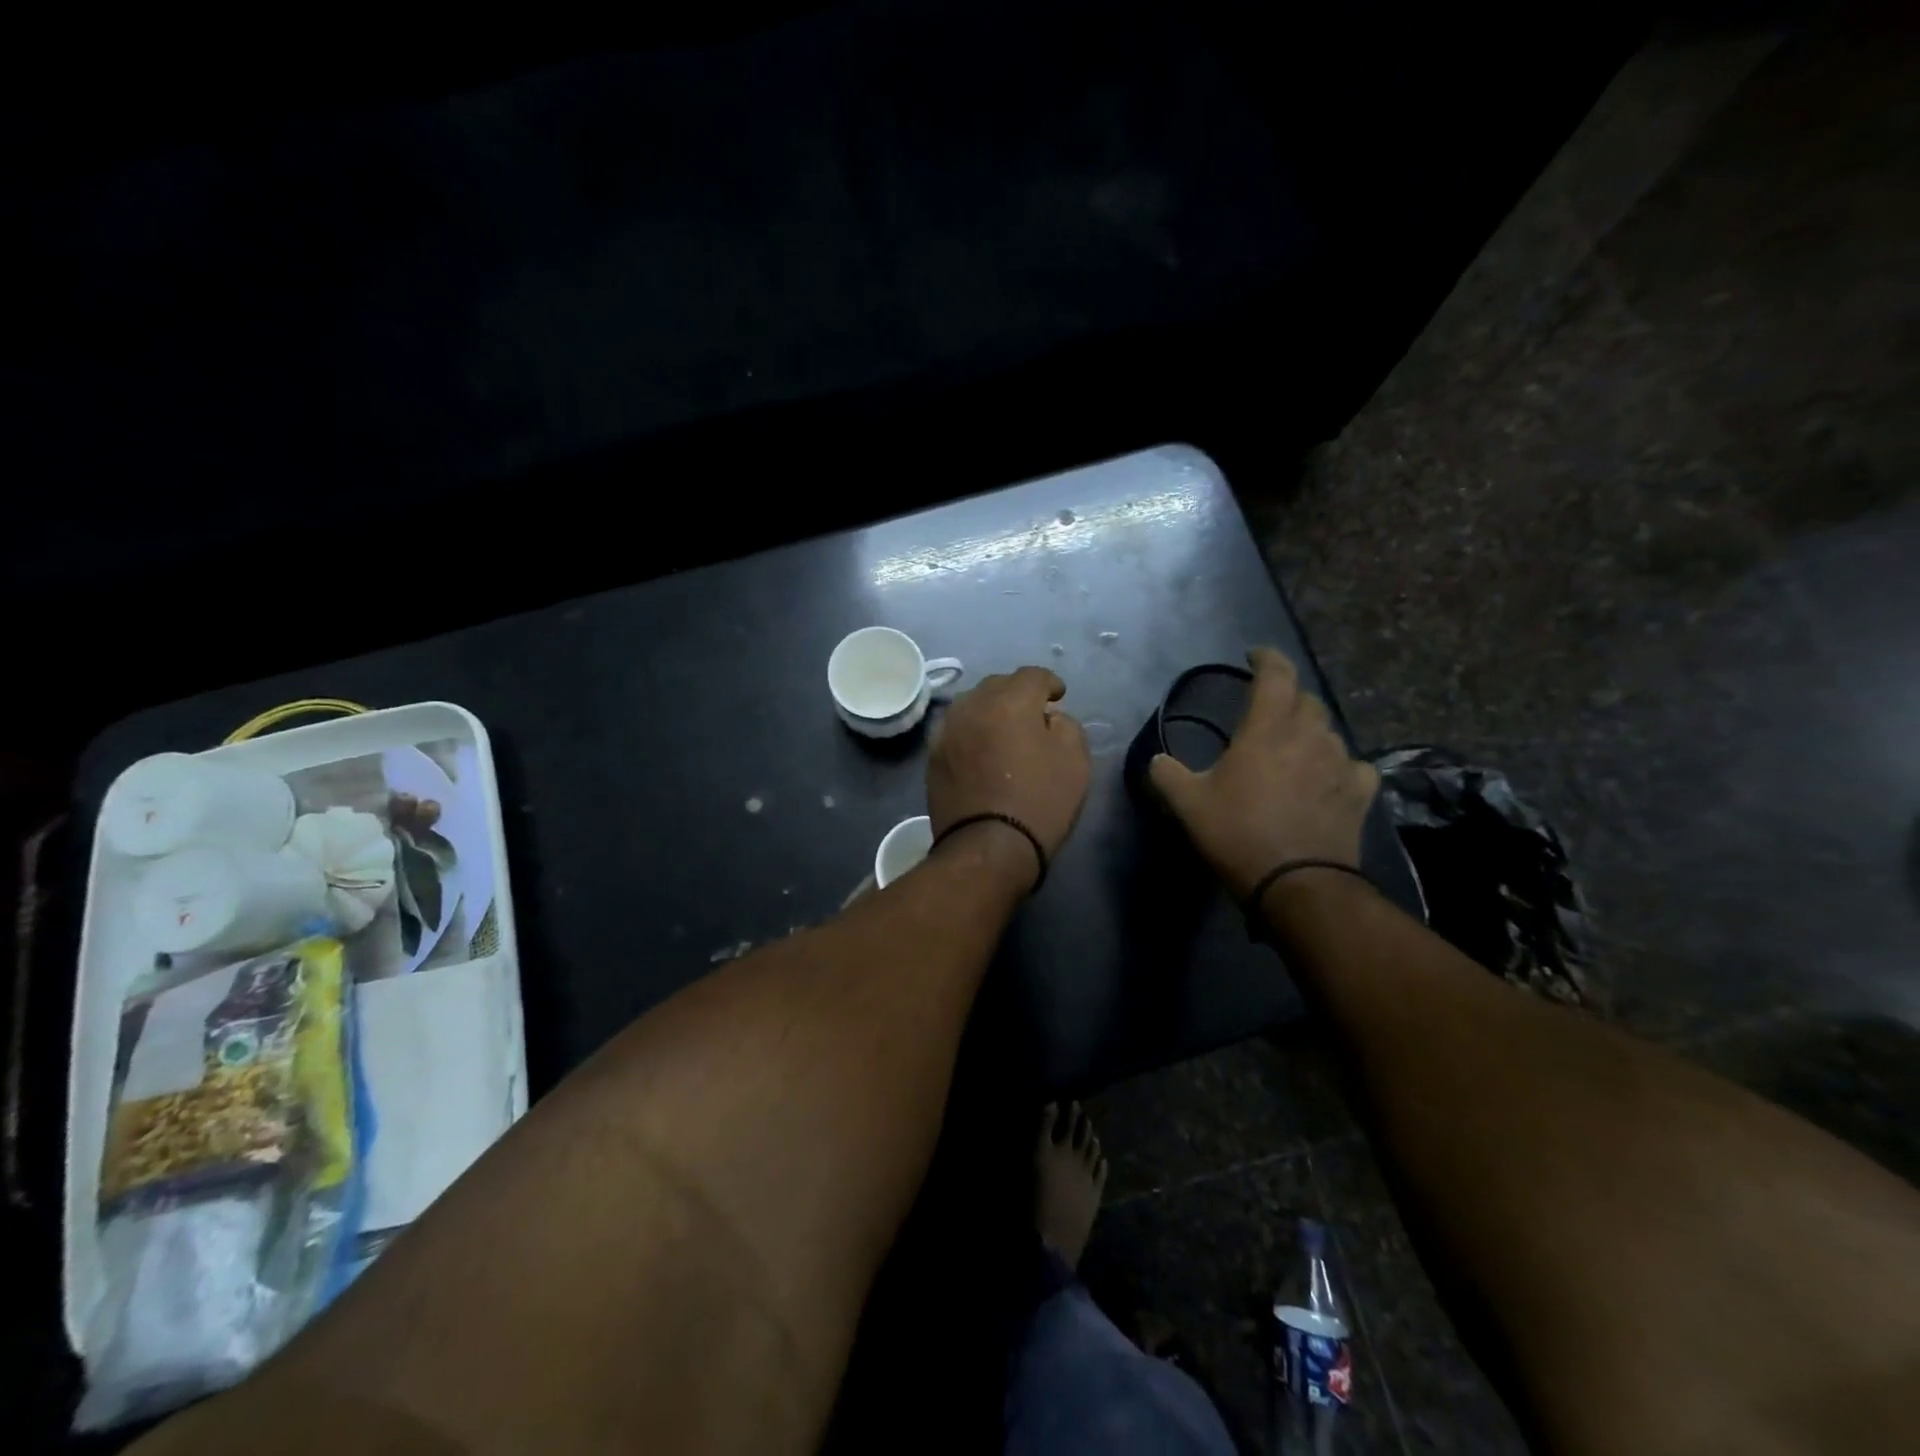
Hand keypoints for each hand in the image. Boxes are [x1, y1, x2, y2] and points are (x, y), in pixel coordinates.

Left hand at [927, 667, 1090, 879]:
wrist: (987, 847)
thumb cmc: (1039, 801)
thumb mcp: (1075, 761)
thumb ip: (1067, 726)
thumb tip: (1049, 718)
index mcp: (1009, 700)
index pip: (1032, 675)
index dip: (1050, 683)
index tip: (1059, 698)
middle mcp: (972, 705)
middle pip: (998, 685)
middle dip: (1017, 694)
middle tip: (1033, 714)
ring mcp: (947, 730)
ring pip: (972, 705)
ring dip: (990, 710)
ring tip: (1004, 730)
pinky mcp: (932, 756)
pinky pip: (957, 730)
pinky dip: (972, 732)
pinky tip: (981, 750)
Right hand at [1148, 647, 1377, 899]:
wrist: (1297, 884)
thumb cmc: (1238, 834)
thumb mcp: (1187, 805)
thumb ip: (1166, 775)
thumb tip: (1157, 760)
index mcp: (1267, 729)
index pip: (1276, 674)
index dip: (1266, 658)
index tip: (1254, 655)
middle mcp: (1309, 736)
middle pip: (1305, 699)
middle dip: (1286, 696)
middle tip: (1267, 709)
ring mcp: (1341, 763)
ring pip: (1328, 731)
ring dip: (1309, 731)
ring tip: (1292, 747)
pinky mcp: (1360, 792)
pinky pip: (1353, 764)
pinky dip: (1338, 764)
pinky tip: (1328, 777)